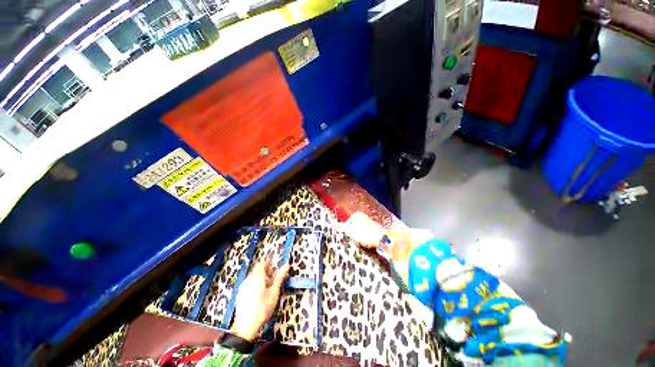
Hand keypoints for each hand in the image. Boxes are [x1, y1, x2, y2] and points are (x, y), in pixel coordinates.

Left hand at [230, 257, 289, 341]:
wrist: (245, 327)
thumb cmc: (262, 308)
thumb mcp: (274, 293)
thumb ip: (279, 278)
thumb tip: (286, 265)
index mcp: (257, 277)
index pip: (262, 263)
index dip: (269, 262)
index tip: (275, 264)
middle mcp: (248, 279)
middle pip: (257, 269)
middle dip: (265, 269)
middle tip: (273, 273)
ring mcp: (243, 287)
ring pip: (252, 276)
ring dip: (260, 276)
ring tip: (268, 283)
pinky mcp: (240, 294)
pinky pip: (248, 283)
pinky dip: (255, 282)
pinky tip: (259, 291)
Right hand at [338, 212, 386, 247]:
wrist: (383, 239)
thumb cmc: (364, 233)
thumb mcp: (350, 230)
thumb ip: (341, 227)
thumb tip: (331, 223)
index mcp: (357, 215)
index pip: (346, 223)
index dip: (345, 232)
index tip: (347, 238)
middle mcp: (364, 217)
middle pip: (354, 227)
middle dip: (353, 234)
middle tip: (353, 241)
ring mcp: (370, 223)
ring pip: (360, 231)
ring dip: (359, 238)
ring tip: (360, 243)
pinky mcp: (375, 230)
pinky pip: (367, 235)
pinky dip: (365, 239)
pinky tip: (367, 243)